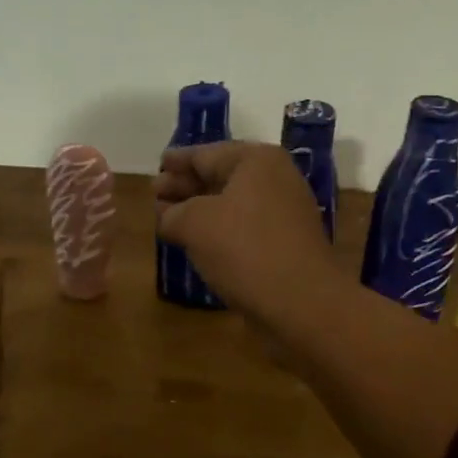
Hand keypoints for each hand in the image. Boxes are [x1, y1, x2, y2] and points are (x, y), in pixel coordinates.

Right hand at [152, 141, 344, 324]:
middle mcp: (276, 179)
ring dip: (200, 210)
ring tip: (168, 219)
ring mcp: (285, 212)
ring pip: (232, 204)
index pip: (206, 153)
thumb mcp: (194, 224)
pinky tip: (197, 243)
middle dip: (186, 186)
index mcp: (257, 161)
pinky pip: (244, 227)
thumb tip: (168, 216)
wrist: (302, 303)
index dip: (177, 162)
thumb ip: (173, 213)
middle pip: (220, 176)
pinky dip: (219, 230)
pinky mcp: (286, 243)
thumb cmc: (245, 249)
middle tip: (154, 195)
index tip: (157, 165)